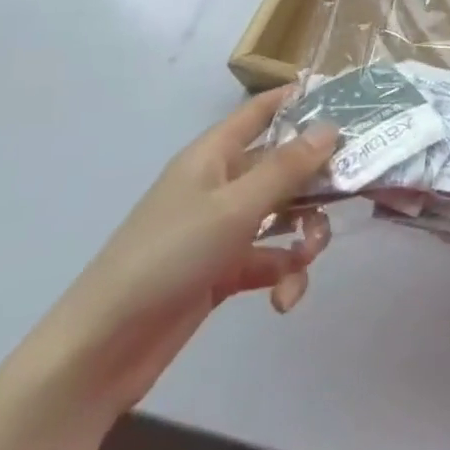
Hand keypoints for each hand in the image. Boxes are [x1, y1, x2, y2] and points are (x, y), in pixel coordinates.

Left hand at [23, 89, 336, 416]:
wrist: (101, 350)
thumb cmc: (168, 257)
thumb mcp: (235, 207)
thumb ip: (288, 167)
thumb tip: (331, 126)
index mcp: (213, 157)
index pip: (259, 112)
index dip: (296, 100)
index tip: (344, 100)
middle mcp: (220, 186)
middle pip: (283, 168)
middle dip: (316, 185)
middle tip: (347, 196)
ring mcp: (221, 230)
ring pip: (283, 217)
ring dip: (304, 238)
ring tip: (306, 260)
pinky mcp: (223, 271)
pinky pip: (269, 260)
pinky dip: (283, 276)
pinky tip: (283, 299)